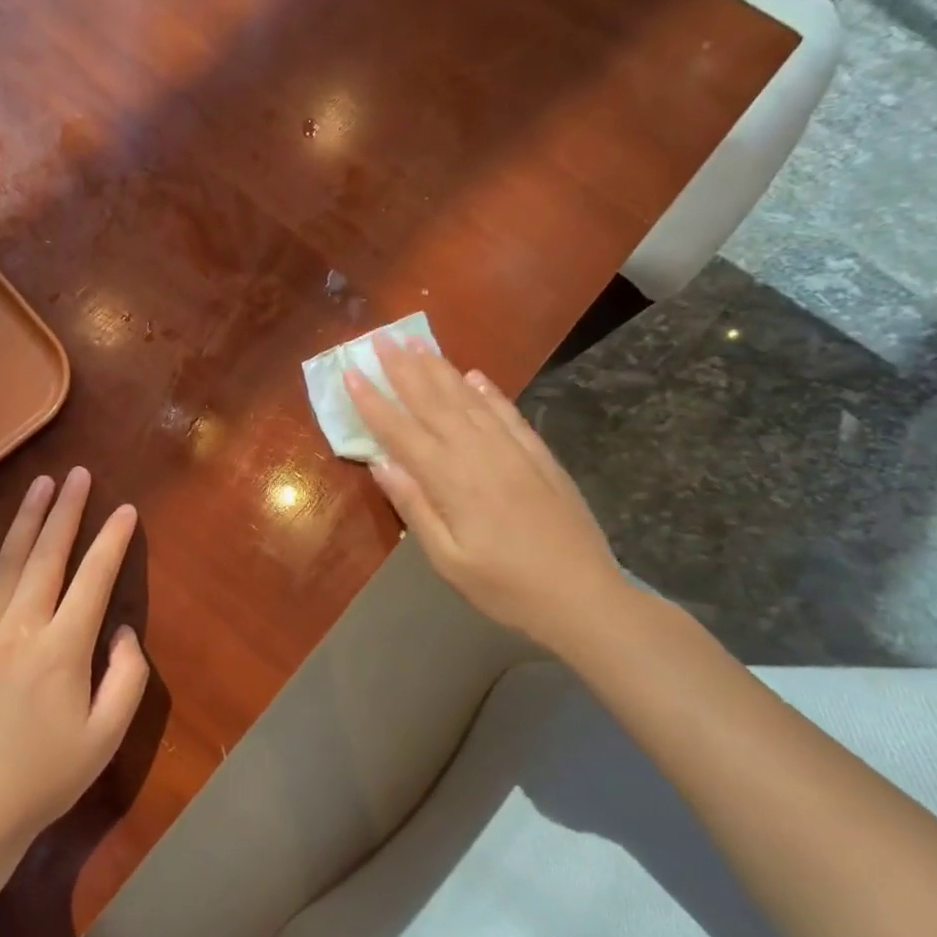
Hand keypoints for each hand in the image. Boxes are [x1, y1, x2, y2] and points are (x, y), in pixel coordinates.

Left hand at [0, 468, 149, 856]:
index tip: (125, 510)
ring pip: (7, 562)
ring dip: (26, 520)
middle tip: (78, 474)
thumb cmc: (44, 777)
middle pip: (49, 555)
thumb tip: (122, 630)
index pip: (94, 578)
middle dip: (67, 510)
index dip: (112, 541)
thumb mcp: (105, 737)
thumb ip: (127, 678)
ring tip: (41, 484)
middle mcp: (22, 626)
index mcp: (64, 647)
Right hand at [346, 336, 627, 649]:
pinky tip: (474, 375)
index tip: (351, 372)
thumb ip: (413, 507)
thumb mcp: (447, 560)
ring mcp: (513, 451)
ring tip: (417, 342)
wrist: (585, 599)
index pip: (401, 432)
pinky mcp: (539, 456)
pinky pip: (508, 413)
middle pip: (434, 403)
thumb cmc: (505, 588)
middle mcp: (479, 455)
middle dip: (403, 369)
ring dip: (440, 369)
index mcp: (451, 482)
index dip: (373, 401)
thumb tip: (380, 462)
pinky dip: (488, 391)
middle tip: (381, 338)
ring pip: (468, 400)